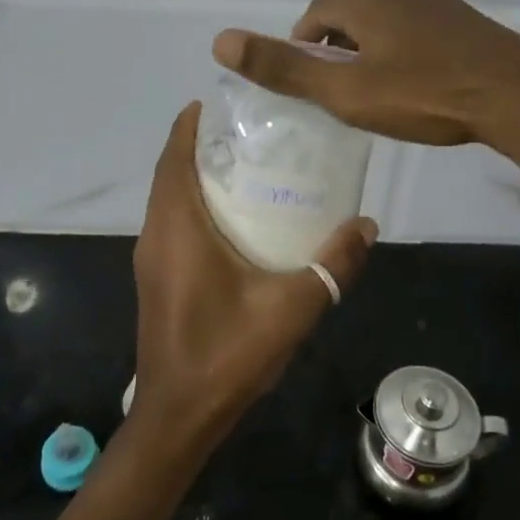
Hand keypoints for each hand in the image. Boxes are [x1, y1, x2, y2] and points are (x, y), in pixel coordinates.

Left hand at [129, 103, 375, 456]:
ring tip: (245, 166)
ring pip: (168, 201)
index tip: (218, 103)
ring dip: (194, 177)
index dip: (189, 126)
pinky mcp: (157, 281)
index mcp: (177, 229)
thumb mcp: (291, 308)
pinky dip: (193, 206)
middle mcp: (156, 236)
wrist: (179, 416)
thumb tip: (367, 225)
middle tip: (247, 132)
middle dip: (199, 147)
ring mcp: (152, 261)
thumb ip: (332, 266)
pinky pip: (171, 226)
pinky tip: (233, 220)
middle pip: (169, 174)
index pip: (173, 159)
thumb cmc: (227, 355)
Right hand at [212, 0, 519, 164]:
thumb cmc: (424, 95)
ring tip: (377, 92)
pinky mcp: (469, 24)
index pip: (317, 12)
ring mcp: (441, 4)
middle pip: (352, 14)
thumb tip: (220, 40)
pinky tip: (420, 87)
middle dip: (337, 47)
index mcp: (368, 1)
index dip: (302, 43)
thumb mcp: (346, 91)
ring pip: (389, 22)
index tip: (306, 80)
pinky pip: (421, 32)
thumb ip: (284, 68)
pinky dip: (406, 53)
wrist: (518, 98)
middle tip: (338, 92)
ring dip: (373, 49)